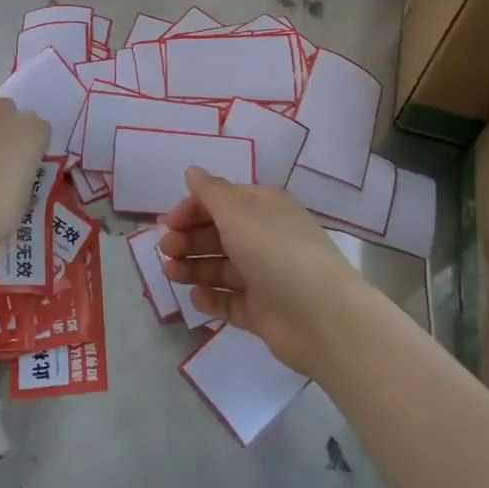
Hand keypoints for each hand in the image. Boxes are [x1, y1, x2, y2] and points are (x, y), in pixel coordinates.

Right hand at [159, 167, 370, 374]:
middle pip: (218, 234)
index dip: (192, 209)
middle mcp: (264, 238)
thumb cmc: (275, 251)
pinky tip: (196, 298)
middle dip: (189, 239)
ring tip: (172, 274)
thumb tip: (192, 171)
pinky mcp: (263, 311)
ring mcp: (264, 277)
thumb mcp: (238, 211)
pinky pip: (231, 301)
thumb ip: (210, 191)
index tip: (168, 224)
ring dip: (193, 267)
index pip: (221, 201)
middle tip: (166, 251)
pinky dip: (212, 298)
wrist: (321, 316)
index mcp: (263, 208)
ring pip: (221, 268)